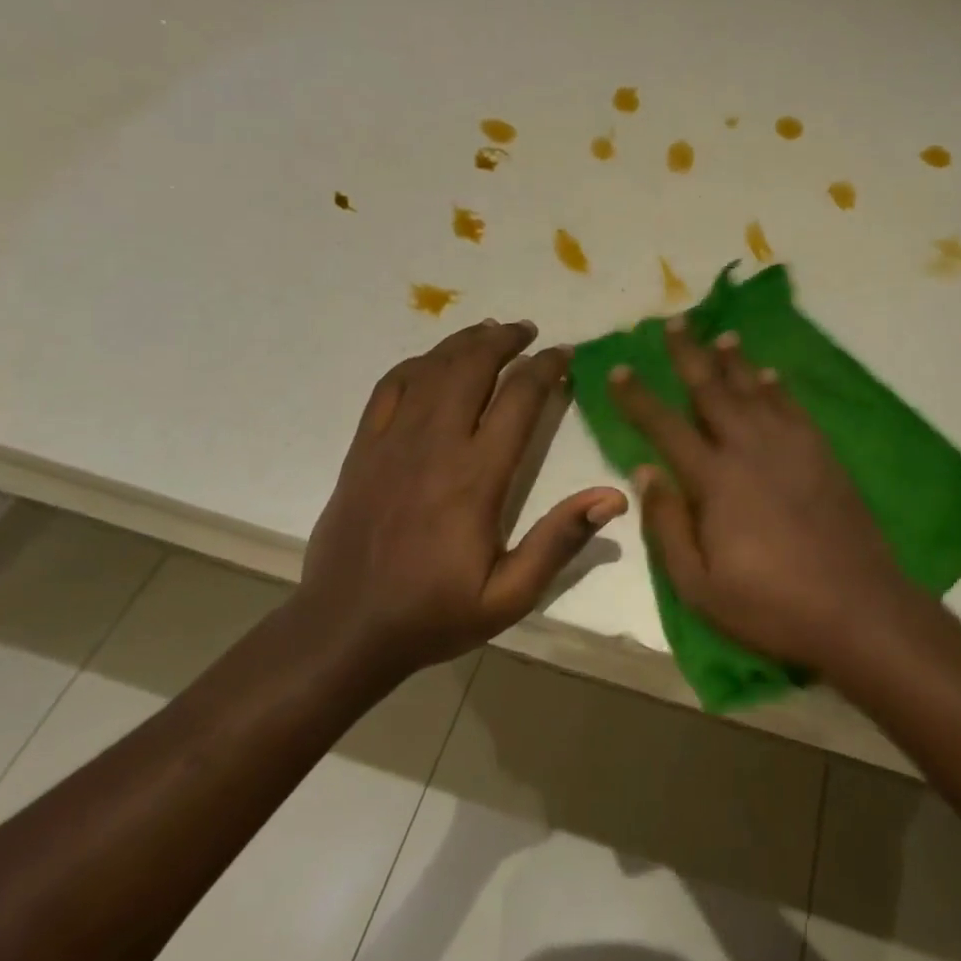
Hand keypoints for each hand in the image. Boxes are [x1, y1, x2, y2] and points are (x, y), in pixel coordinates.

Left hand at [302, 319, 628, 670]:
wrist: (345, 629)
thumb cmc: (435, 613)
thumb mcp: (510, 595)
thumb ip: (560, 541)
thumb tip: (614, 497)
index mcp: (476, 477)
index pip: (519, 399)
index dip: (546, 368)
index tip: (565, 355)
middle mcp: (435, 445)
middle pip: (472, 368)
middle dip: (505, 341)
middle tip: (529, 331)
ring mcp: (392, 442)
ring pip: (432, 369)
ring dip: (465, 342)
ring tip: (491, 331)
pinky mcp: (363, 449)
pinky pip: (390, 387)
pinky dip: (417, 364)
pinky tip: (434, 361)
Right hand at [607, 319, 906, 671]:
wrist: (856, 608)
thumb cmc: (770, 605)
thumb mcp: (699, 585)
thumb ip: (667, 525)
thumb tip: (644, 471)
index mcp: (714, 480)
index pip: (664, 427)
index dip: (638, 397)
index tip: (619, 369)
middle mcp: (749, 449)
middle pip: (712, 390)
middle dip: (689, 354)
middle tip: (674, 322)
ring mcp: (790, 447)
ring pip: (754, 390)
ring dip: (735, 361)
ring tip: (722, 336)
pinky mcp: (822, 454)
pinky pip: (793, 407)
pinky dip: (777, 387)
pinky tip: (770, 375)